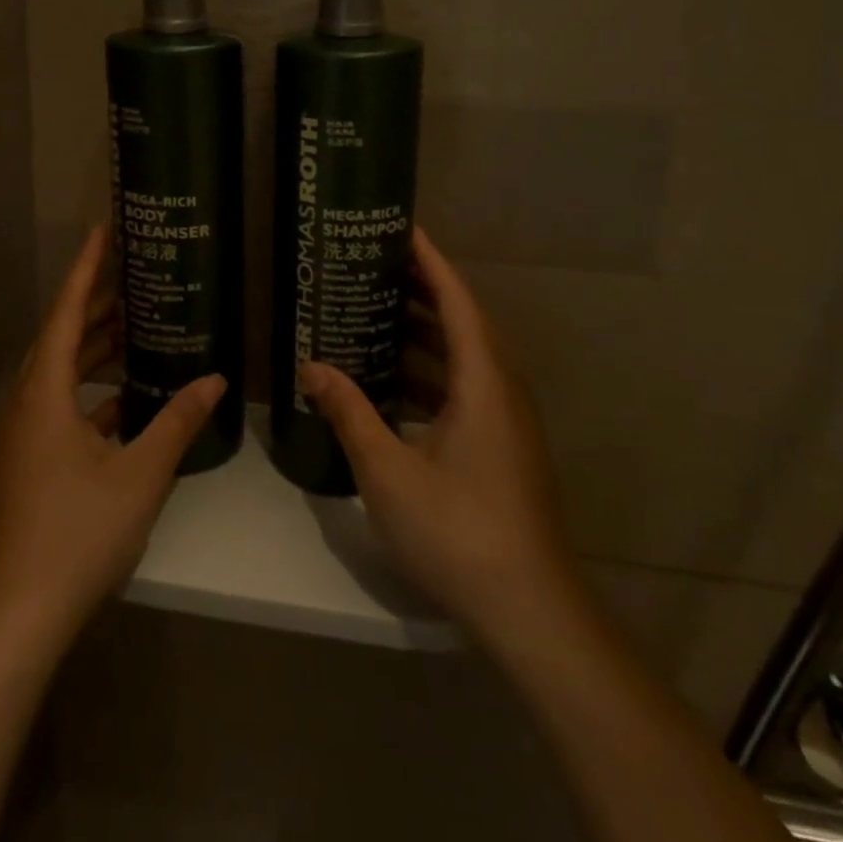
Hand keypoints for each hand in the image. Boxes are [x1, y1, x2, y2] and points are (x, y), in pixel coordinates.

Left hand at [0, 224, 223, 650]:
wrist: (14, 617)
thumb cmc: (77, 534)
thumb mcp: (140, 474)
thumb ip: (178, 422)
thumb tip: (216, 380)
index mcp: (42, 393)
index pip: (66, 311)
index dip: (86, 268)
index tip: (103, 230)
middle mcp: (23, 404)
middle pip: (60, 338)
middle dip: (96, 306)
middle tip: (134, 277)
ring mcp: (18, 436)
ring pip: (57, 375)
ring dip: (93, 352)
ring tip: (135, 329)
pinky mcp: (23, 464)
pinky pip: (56, 407)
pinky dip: (88, 394)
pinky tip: (124, 402)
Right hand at [298, 226, 581, 651]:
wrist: (530, 612)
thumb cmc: (458, 531)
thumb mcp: (388, 470)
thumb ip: (350, 412)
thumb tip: (312, 366)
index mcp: (482, 382)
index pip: (457, 301)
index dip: (430, 261)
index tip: (401, 229)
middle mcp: (501, 391)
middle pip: (463, 322)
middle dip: (422, 290)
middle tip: (375, 266)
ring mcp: (505, 422)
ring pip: (464, 358)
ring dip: (424, 333)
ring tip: (375, 313)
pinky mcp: (502, 448)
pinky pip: (464, 388)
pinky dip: (429, 373)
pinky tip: (392, 382)